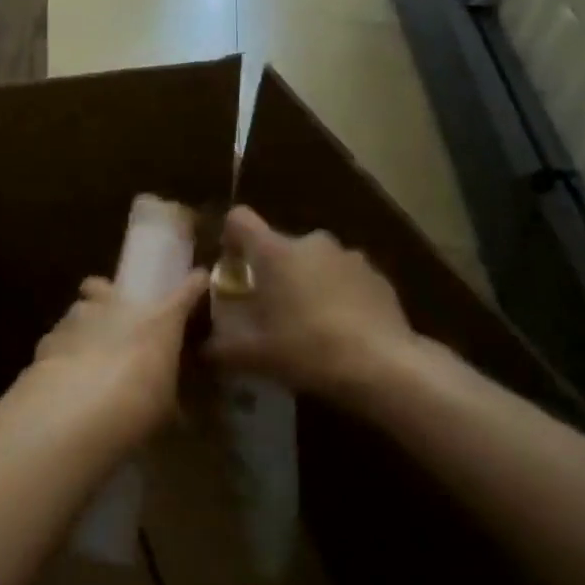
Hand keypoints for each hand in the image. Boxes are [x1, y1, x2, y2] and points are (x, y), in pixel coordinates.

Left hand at [31, 270, 207, 443]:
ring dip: (84, 325)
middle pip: (105, 285)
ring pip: (80, 309)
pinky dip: (62, 351)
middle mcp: (117, 307)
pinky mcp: (48, 338)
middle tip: (114, 318)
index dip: (193, 286)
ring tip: (86, 352)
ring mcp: (78, 318)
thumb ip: (170, 400)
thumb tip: (179, 414)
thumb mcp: (166, 410)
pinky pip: (58, 338)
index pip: (186, 292)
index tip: (197, 281)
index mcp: (158, 320)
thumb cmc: (138, 405)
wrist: (77, 411)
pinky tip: (63, 373)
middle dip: (107, 294)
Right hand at [205, 206, 418, 404]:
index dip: (230, 236)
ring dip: (306, 282)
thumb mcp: (251, 356)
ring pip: (314, 262)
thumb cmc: (306, 349)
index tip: (230, 265)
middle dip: (271, 271)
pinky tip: (341, 329)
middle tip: (269, 308)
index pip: (239, 219)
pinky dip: (337, 295)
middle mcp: (311, 242)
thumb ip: (219, 347)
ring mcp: (349, 256)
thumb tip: (202, 348)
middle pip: (279, 246)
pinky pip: (345, 278)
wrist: (382, 365)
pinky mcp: (378, 275)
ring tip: (307, 322)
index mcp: (275, 251)